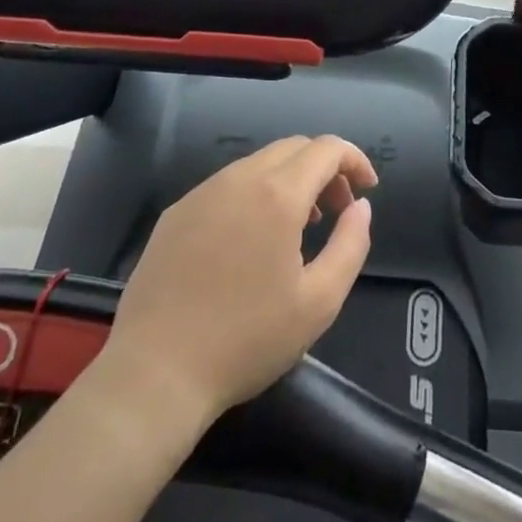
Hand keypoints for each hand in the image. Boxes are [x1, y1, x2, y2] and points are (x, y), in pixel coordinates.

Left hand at [101, 136, 376, 424]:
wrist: (154, 373)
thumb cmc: (246, 340)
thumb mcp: (319, 302)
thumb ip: (351, 244)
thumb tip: (360, 206)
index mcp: (278, 194)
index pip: (326, 149)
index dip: (354, 160)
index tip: (367, 190)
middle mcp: (239, 178)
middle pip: (293, 148)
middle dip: (324, 169)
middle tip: (337, 210)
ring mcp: (202, 192)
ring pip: (258, 163)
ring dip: (290, 180)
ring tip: (299, 226)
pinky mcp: (176, 212)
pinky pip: (227, 185)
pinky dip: (254, 194)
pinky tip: (251, 240)